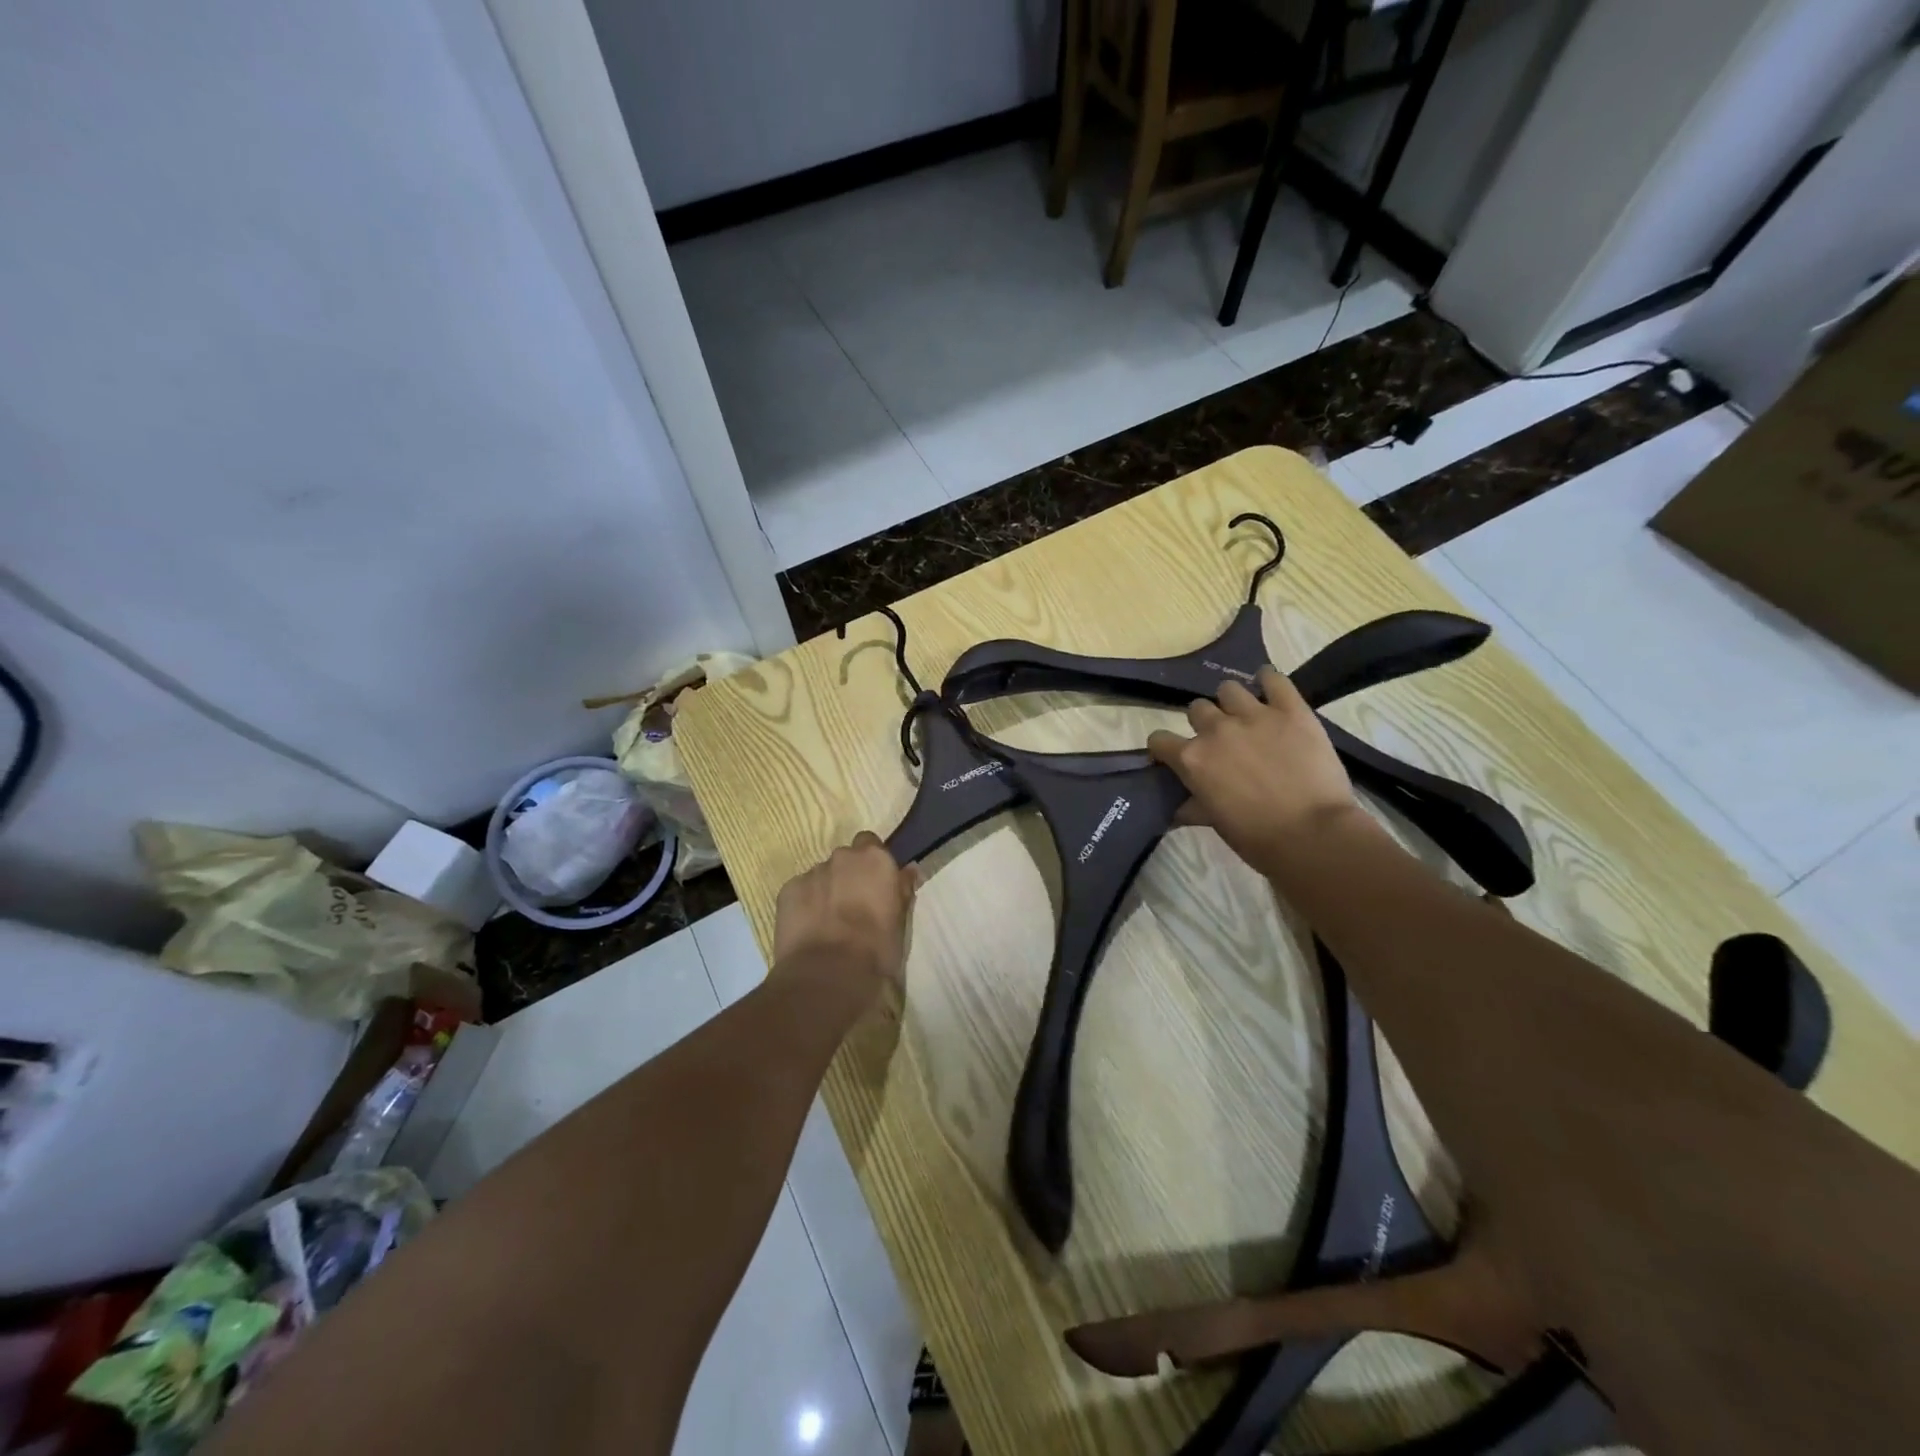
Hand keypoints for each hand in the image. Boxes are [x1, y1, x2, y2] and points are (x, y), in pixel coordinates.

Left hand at [772, 832, 919, 1005]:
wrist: (827, 974)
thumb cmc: (876, 950)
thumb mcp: (900, 922)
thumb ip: (902, 891)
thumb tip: (909, 870)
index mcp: (875, 860)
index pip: (872, 845)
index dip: (872, 866)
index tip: (875, 887)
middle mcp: (843, 858)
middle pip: (845, 859)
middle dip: (848, 876)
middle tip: (852, 907)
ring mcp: (812, 872)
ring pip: (822, 876)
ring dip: (826, 891)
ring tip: (828, 924)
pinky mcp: (787, 890)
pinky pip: (800, 891)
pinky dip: (805, 904)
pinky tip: (809, 930)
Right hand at [1147, 666, 1360, 869]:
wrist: (1313, 835)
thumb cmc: (1257, 838)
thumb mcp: (1215, 822)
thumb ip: (1193, 805)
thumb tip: (1177, 808)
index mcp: (1192, 759)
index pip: (1159, 739)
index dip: (1165, 748)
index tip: (1175, 756)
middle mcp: (1216, 730)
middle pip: (1197, 709)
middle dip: (1205, 723)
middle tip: (1222, 741)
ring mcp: (1254, 715)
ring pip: (1229, 689)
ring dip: (1232, 702)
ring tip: (1247, 716)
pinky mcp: (1291, 710)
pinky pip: (1274, 679)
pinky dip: (1269, 680)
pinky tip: (1270, 688)